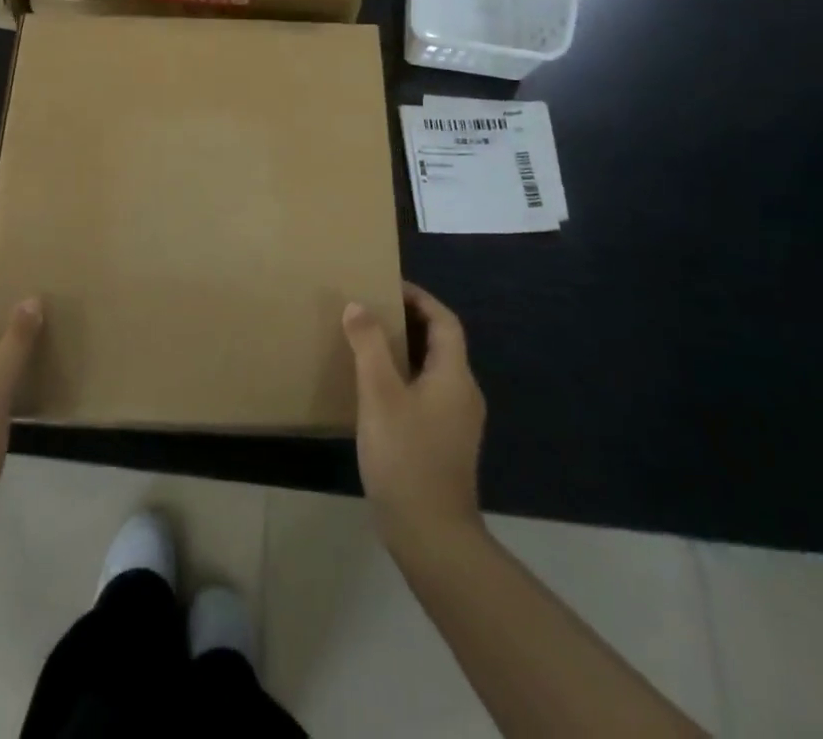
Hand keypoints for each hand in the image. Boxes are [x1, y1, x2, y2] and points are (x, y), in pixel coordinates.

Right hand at [343, 283, 486, 556]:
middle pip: (441, 343)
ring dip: (405, 350)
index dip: (420, 299)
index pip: (445, 321)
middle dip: (409, 321)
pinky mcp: (444, 443)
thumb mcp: (380, 394)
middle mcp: (463, 394)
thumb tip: (359, 306)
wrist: (431, 536)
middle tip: (371, 310)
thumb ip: (369, 345)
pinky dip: (404, 377)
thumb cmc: (406, 456)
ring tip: (367, 342)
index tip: (388, 286)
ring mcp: (457, 422)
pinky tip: (375, 390)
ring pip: (433, 370)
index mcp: (454, 376)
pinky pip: (426, 393)